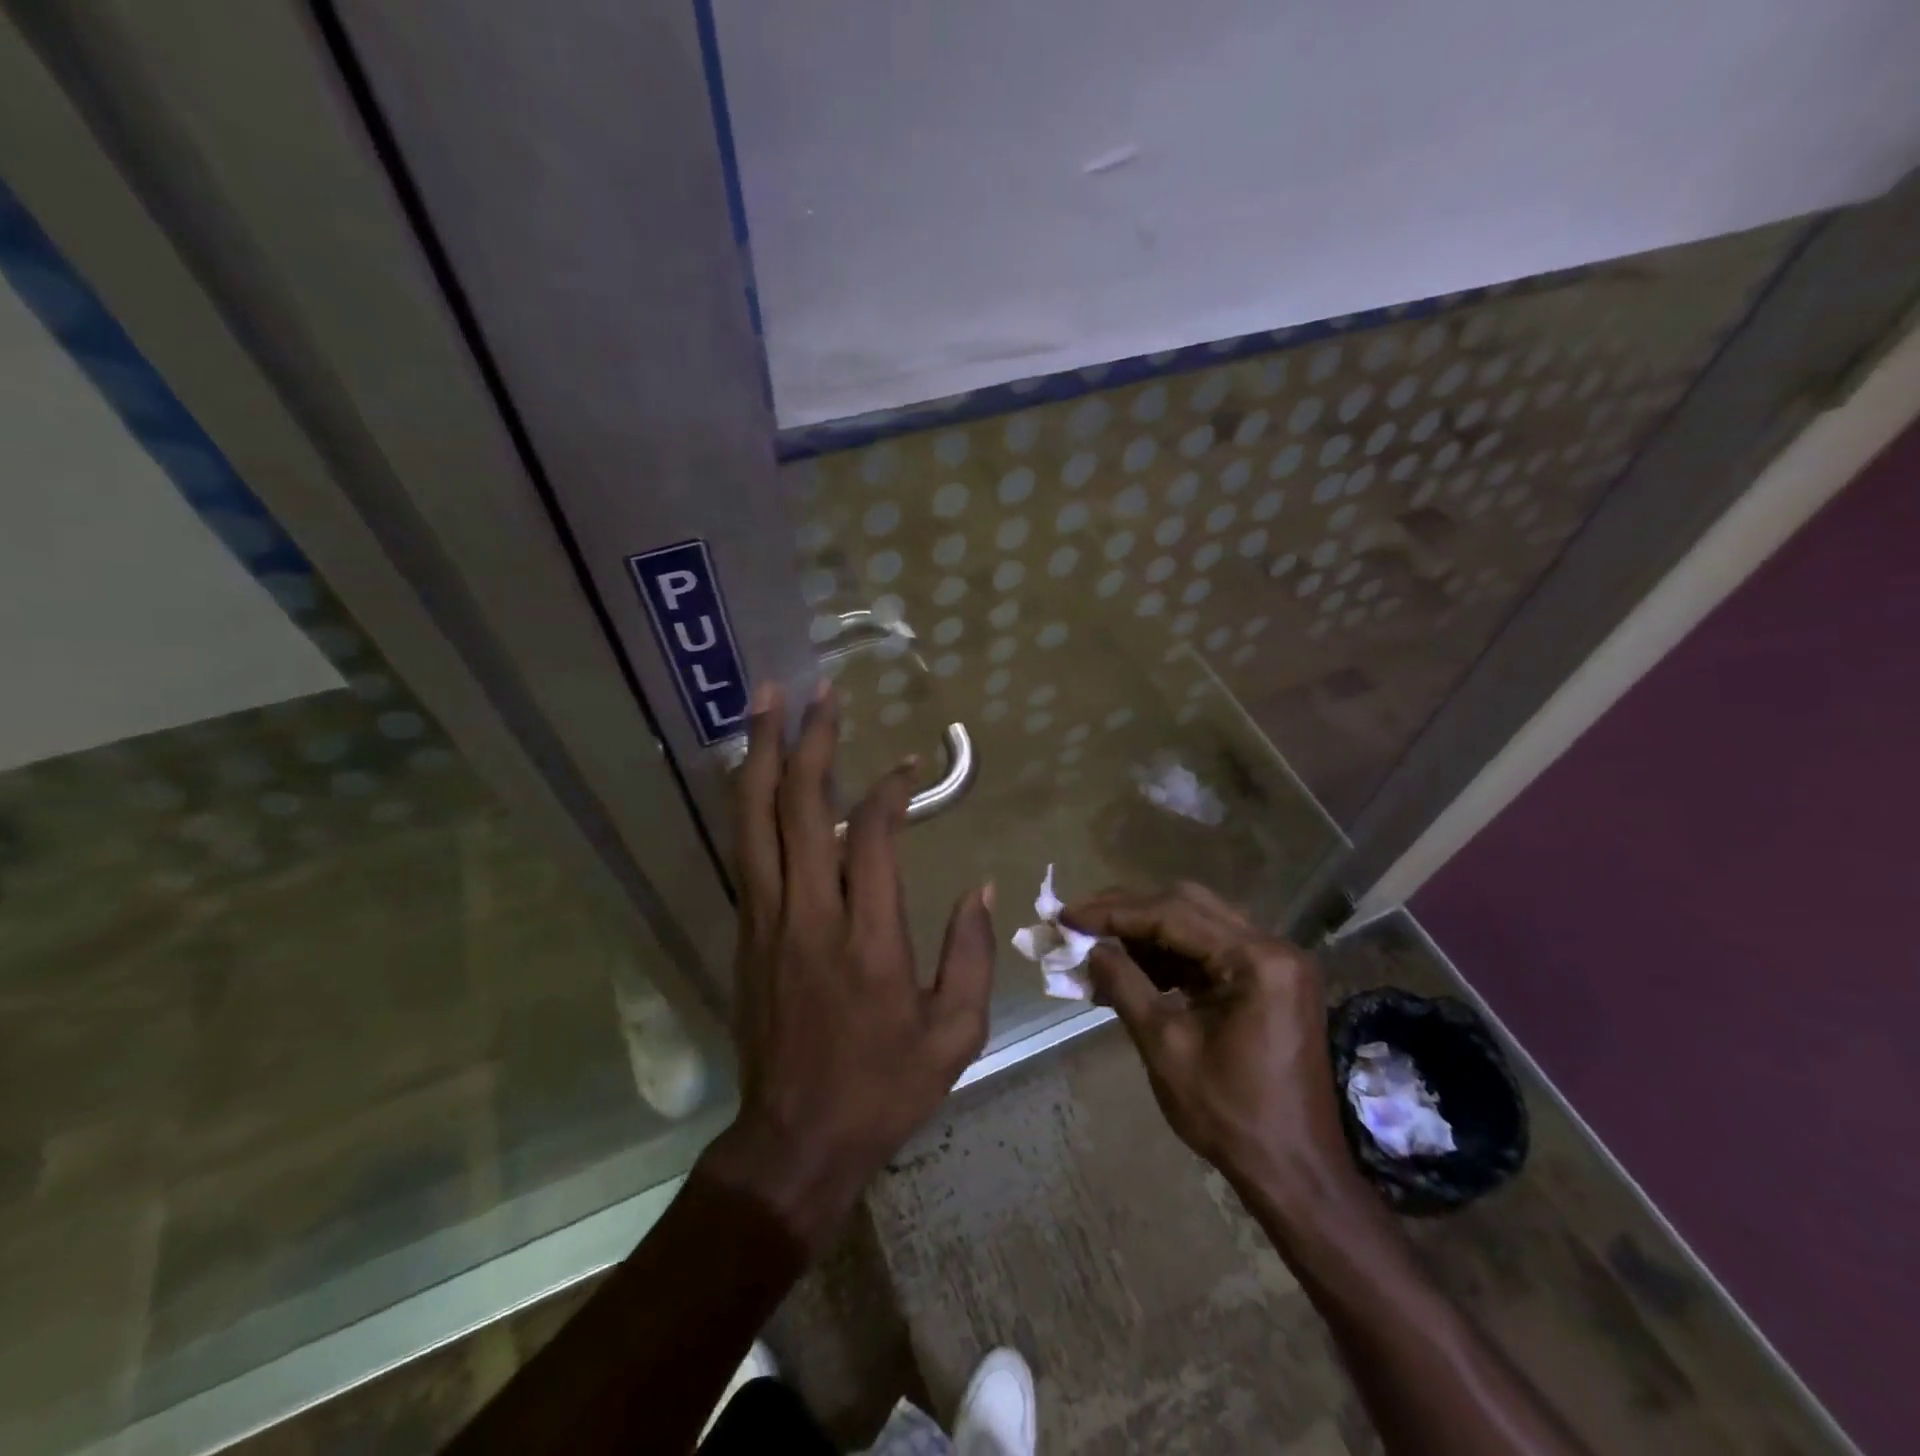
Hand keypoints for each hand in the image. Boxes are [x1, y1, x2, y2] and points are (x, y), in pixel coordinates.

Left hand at [699, 682, 996, 1255]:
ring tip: (765, 701)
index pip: (872, 836)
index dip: (890, 789)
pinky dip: (749, 798)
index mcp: (867, 940)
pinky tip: (753, 768)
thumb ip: (970, 953)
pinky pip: (745, 848)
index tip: (908, 766)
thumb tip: (980, 886)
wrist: (794, 1140)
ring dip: (761, 754)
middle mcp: (807, 915)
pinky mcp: (745, 930)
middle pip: (800, 807)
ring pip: (755, 818)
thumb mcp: (954, 1034)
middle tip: (820, 691)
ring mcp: (765, 919)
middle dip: (810, 741)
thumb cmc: (883, 1088)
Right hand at [1062, 883, 1354, 1207]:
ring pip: (1199, 922)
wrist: (1296, 1172)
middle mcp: (1273, 947)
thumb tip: (1088, 947)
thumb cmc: (1230, 1115)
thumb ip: (1124, 985)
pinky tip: (1134, 967)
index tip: (1067, 916)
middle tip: (1080, 921)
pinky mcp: (1271, 980)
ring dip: (1147, 930)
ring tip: (1098, 944)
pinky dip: (1171, 954)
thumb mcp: (1165, 1046)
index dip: (1113, 912)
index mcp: (1256, 960)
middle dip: (1129, 912)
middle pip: (1188, 905)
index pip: (1172, 914)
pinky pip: (1212, 949)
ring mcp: (1276, 962)